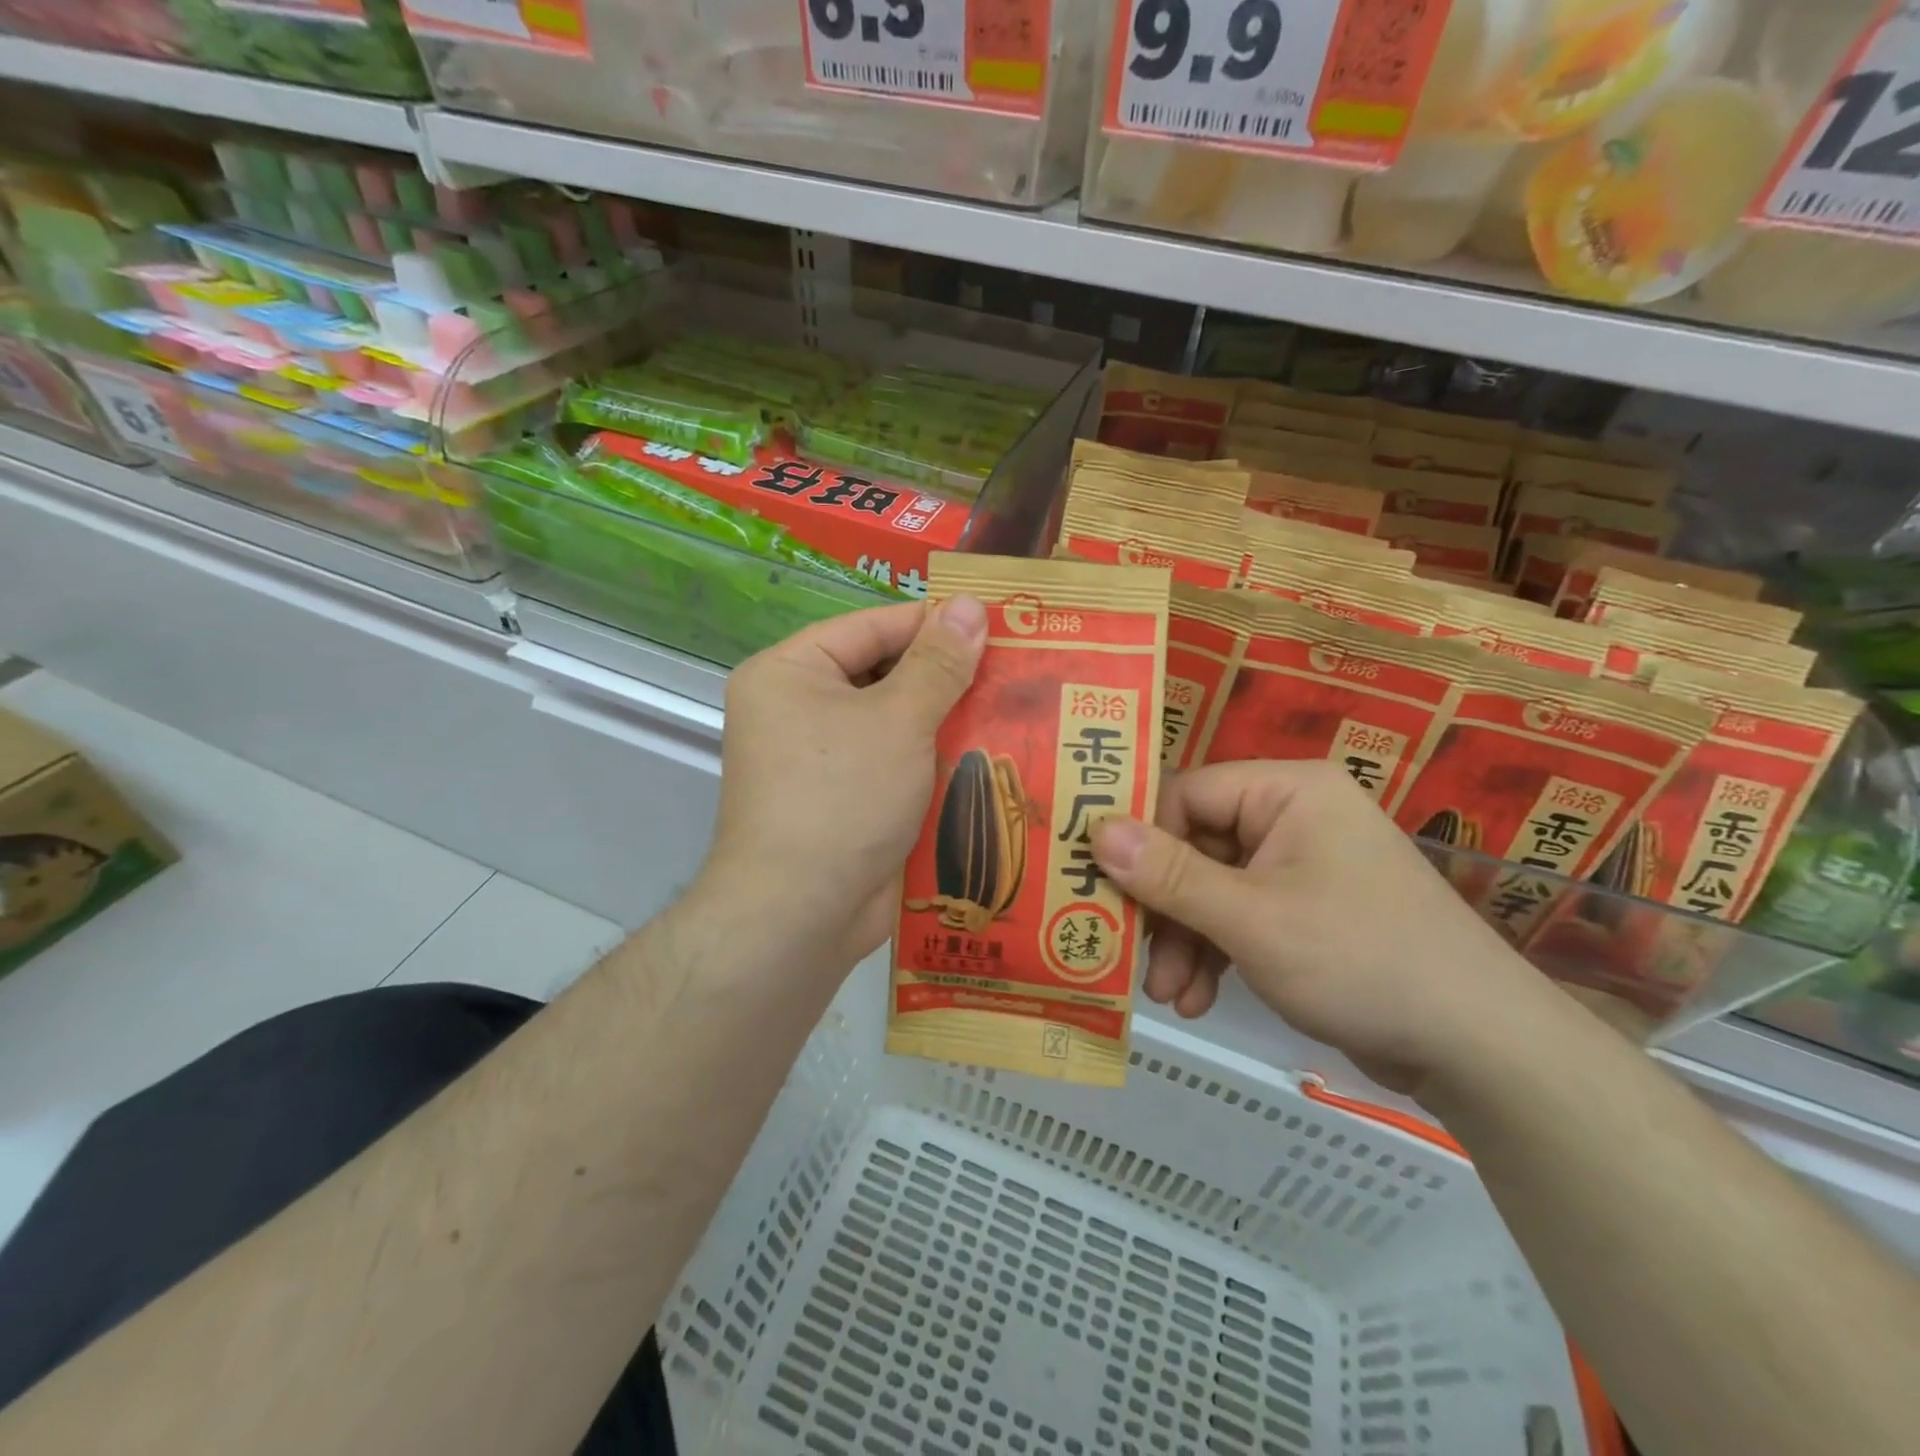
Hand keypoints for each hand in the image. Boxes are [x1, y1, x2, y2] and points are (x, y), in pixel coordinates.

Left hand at [702, 596, 987, 969]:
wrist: (801, 914)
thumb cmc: (842, 797)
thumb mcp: (897, 720)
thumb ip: (938, 663)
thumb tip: (969, 604)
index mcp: (790, 673)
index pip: (871, 627)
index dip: (933, 623)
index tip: (995, 621)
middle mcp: (798, 710)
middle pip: (883, 675)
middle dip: (947, 677)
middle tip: (1015, 668)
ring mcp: (823, 761)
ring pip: (896, 724)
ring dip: (949, 722)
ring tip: (1017, 707)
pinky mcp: (848, 802)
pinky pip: (897, 766)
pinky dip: (936, 763)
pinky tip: (992, 759)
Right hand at [1090, 761, 1556, 1095]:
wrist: (1477, 1047)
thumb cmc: (1359, 959)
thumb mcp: (1251, 918)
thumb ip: (1169, 875)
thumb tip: (1094, 830)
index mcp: (1286, 790)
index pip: (1187, 795)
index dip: (1142, 841)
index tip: (1105, 890)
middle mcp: (1291, 816)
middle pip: (1194, 846)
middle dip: (1165, 909)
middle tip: (1131, 955)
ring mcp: (1300, 865)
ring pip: (1212, 888)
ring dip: (1185, 941)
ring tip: (1168, 995)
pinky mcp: (1306, 911)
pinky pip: (1240, 917)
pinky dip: (1216, 954)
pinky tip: (1198, 998)